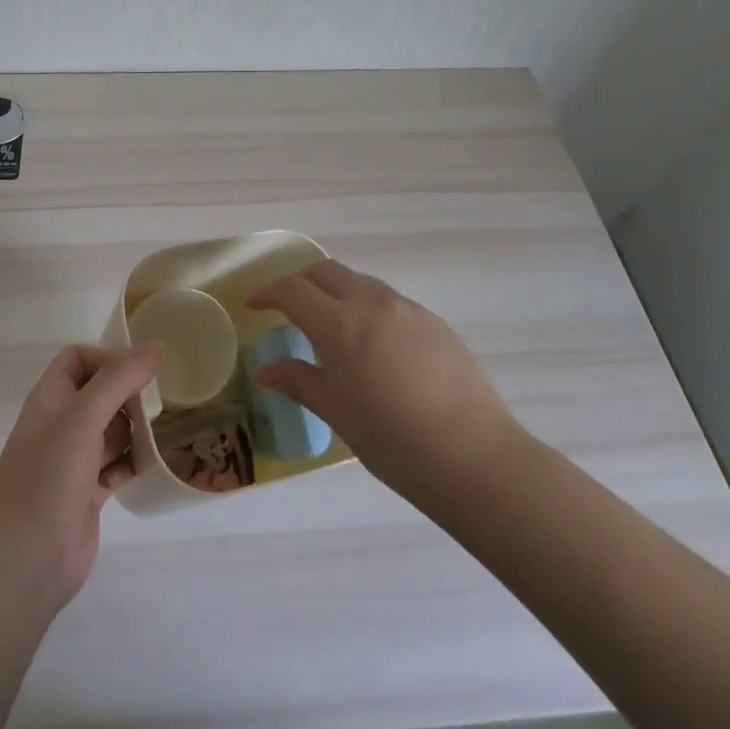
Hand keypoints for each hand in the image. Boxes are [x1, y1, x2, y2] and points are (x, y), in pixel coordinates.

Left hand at [0, 343, 161, 618]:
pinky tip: (158, 463)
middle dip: (130, 394)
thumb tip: (156, 346)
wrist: (23, 565)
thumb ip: (118, 380)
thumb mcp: (82, 419)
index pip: (78, 358)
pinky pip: (118, 465)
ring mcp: (74, 461)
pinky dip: (136, 461)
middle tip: (164, 403)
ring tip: (170, 429)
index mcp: (50, 399)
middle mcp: (61, 425)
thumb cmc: (47, 479)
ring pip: (112, 430)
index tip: (141, 373)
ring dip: (138, 428)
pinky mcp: (88, 493)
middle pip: (100, 393)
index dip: (108, 357)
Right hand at [247, 259, 520, 496]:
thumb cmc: (393, 440)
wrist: (474, 457)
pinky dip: (368, 307)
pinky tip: (374, 345)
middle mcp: (373, 303)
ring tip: (331, 326)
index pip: (293, 291)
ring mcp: (408, 309)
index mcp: (340, 324)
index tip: (255, 305)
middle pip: (327, 272)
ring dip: (337, 292)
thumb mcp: (337, 413)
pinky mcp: (435, 322)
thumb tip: (267, 370)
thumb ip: (300, 382)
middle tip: (288, 307)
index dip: (269, 293)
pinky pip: (390, 301)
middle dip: (301, 282)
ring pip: (361, 283)